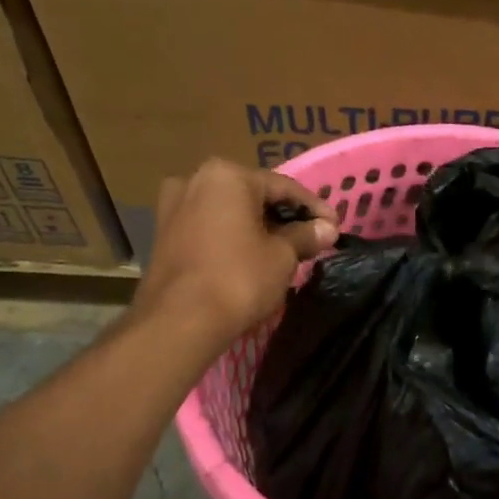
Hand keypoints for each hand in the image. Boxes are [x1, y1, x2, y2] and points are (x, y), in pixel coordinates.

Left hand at [134, 160, 337, 352]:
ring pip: (228, 212)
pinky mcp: (163, 235)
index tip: (335, 226)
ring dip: (257, 227)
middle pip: (253, 196)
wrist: (178, 322)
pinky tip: (251, 257)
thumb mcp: (282, 256)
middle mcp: (195, 180)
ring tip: (284, 249)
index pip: (283, 187)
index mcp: (227, 175)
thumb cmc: (238, 279)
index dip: (314, 208)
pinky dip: (233, 238)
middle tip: (311, 237)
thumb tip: (327, 228)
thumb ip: (305, 236)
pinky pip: (209, 228)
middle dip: (284, 216)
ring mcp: (173, 207)